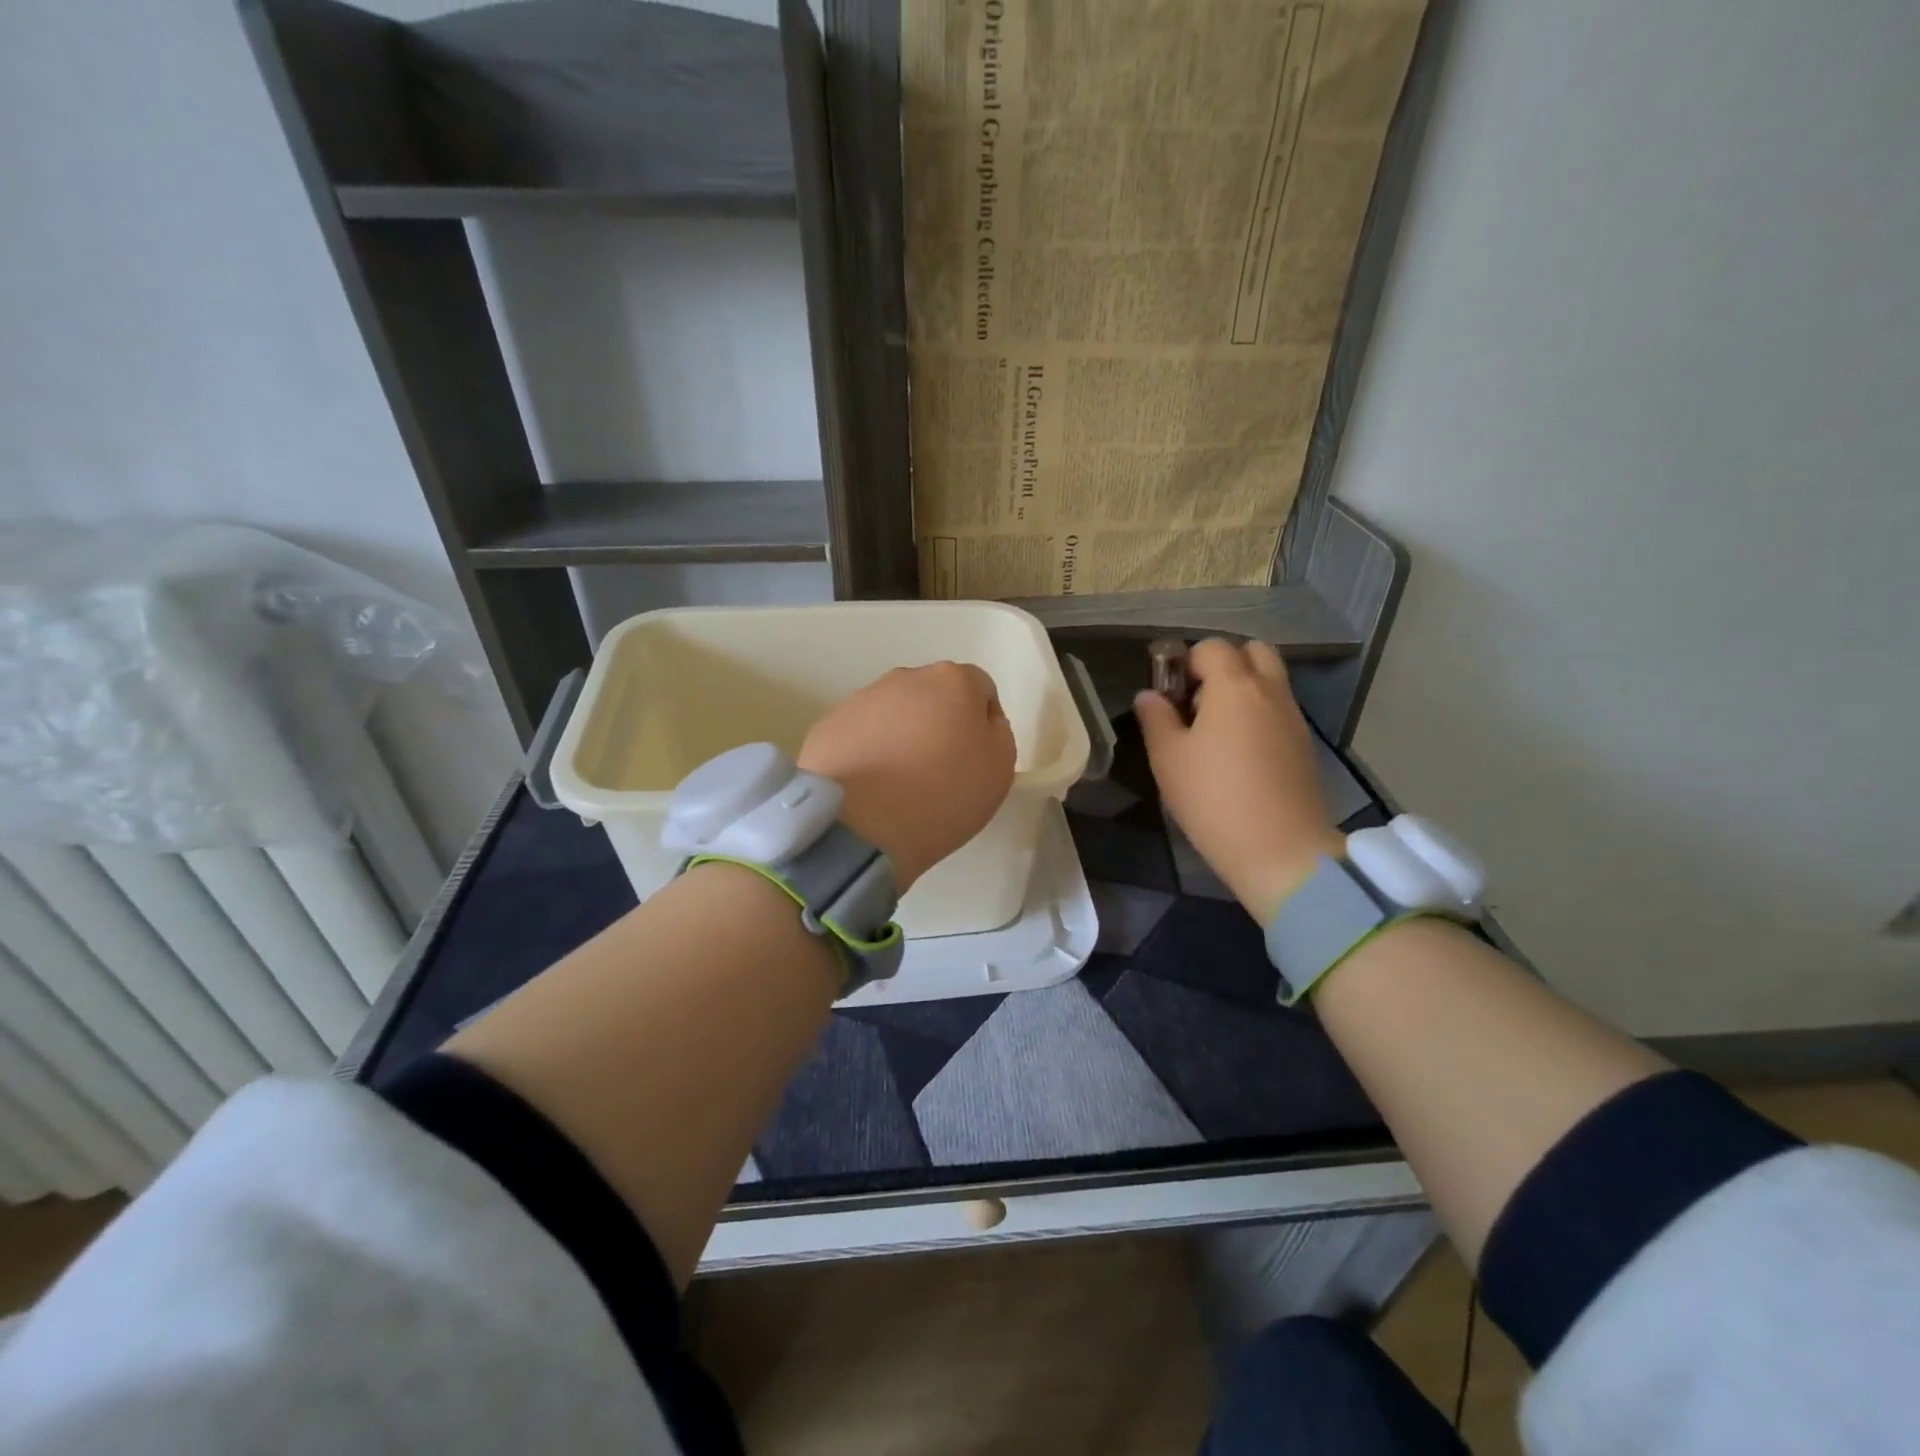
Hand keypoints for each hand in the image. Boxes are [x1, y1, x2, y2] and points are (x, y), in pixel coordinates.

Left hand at [799, 662, 1016, 890]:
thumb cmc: (943, 795)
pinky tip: (868, 788)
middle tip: (938, 771)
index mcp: (952, 681)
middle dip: (938, 725)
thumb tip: (979, 723)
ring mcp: (860, 700)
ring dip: (900, 738)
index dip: (983, 724)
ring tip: (898, 784)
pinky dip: (867, 753)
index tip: (976, 760)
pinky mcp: (827, 726)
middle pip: (933, 697)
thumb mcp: (1000, 769)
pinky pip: (859, 735)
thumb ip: (997, 734)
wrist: (860, 825)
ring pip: (893, 714)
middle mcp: (904, 678)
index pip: (980, 690)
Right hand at [1135, 638, 1344, 921]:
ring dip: (1243, 689)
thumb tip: (1149, 695)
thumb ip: (1156, 719)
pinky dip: (1259, 713)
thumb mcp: (1168, 759)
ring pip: (1269, 680)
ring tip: (1215, 730)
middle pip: (1252, 652)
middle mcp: (1270, 691)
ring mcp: (1293, 718)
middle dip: (1223, 664)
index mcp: (1234, 686)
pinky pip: (1279, 709)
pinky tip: (1239, 753)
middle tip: (1197, 701)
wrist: (1281, 850)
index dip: (1185, 662)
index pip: (1211, 647)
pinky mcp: (1304, 745)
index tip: (1169, 695)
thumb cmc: (1214, 799)